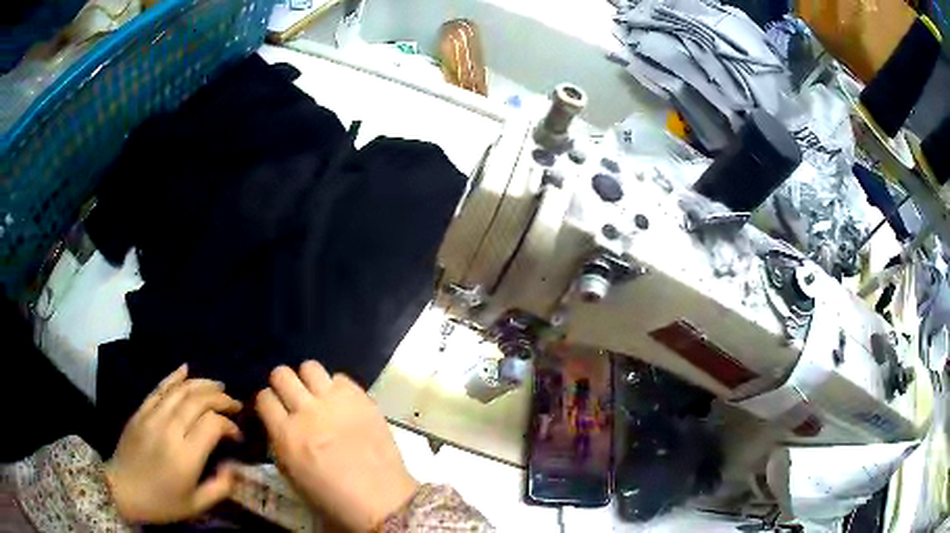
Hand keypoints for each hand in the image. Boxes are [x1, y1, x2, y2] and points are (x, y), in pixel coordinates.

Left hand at [105, 364, 242, 523]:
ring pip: (180, 389)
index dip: (229, 425)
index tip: (237, 435)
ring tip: (218, 385)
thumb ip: (220, 487)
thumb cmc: (162, 503)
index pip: (212, 424)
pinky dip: (174, 376)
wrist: (123, 489)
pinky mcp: (140, 411)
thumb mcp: (196, 506)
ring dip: (202, 383)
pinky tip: (186, 369)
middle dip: (220, 398)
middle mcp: (169, 429)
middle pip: (198, 401)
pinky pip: (159, 387)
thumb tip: (234, 466)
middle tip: (235, 404)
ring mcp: (152, 416)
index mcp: (185, 456)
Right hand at [256, 361, 418, 531]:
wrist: (382, 502)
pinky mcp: (363, 399)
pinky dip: (336, 387)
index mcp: (287, 435)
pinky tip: (341, 403)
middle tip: (292, 399)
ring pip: (310, 367)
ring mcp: (337, 403)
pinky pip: (341, 378)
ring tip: (316, 395)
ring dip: (308, 380)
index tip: (273, 409)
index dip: (267, 402)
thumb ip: (279, 442)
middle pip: (282, 374)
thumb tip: (276, 422)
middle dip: (282, 385)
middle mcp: (308, 412)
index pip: (264, 397)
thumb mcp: (292, 475)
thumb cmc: (333, 498)